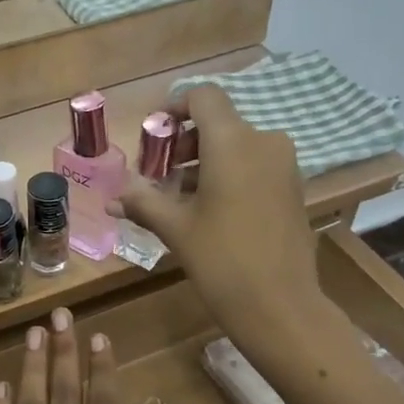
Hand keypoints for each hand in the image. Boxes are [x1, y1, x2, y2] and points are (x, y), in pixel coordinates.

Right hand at [110, 85, 319, 352]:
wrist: (280, 305)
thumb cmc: (221, 259)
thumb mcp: (175, 228)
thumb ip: (143, 202)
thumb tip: (111, 198)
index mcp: (232, 142)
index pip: (203, 97)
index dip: (175, 107)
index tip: (155, 136)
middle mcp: (263, 142)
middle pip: (218, 123)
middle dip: (184, 143)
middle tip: (159, 175)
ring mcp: (283, 166)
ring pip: (237, 147)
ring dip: (204, 163)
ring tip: (178, 199)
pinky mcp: (292, 189)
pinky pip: (254, 167)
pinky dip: (228, 177)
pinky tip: (209, 212)